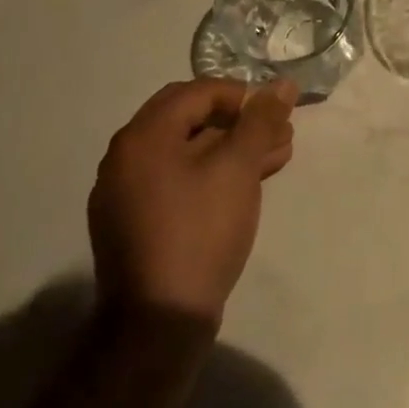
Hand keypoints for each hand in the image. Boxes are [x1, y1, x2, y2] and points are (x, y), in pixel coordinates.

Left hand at [88, 78, 295, 332]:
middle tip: (279, 132)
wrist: (159, 323)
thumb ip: (260, 121)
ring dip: (232, 148)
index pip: (197, 93)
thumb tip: (283, 84)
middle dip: (240, 121)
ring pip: (187, 152)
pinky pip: (177, 181)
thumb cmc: (199, 232)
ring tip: (277, 156)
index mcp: (142, 137)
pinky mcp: (135, 223)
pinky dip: (212, 174)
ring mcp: (126, 193)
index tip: (276, 112)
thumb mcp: (238, 168)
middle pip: (190, 119)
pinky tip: (248, 183)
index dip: (242, 95)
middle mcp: (125, 158)